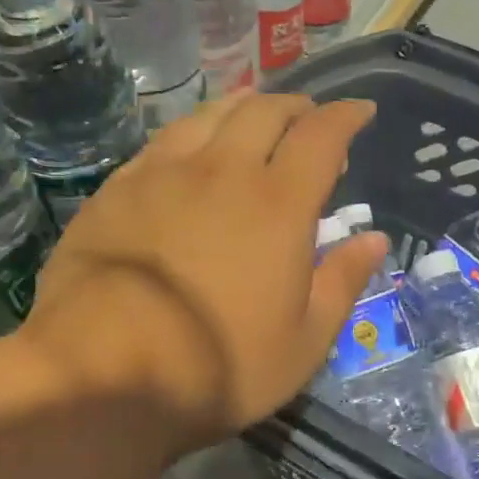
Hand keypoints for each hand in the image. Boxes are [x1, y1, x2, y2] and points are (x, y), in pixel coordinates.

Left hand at [16, 92, 385, 459]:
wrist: (104, 371)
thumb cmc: (219, 365)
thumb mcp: (304, 341)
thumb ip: (342, 281)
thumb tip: (374, 239)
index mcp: (278, 204)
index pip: (322, 136)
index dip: (347, 116)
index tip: (361, 110)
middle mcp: (224, 171)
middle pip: (265, 112)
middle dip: (296, 106)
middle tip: (308, 117)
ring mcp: (164, 174)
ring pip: (210, 115)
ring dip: (243, 107)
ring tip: (254, 114)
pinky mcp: (118, 188)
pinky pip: (164, 140)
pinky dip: (193, 132)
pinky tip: (190, 147)